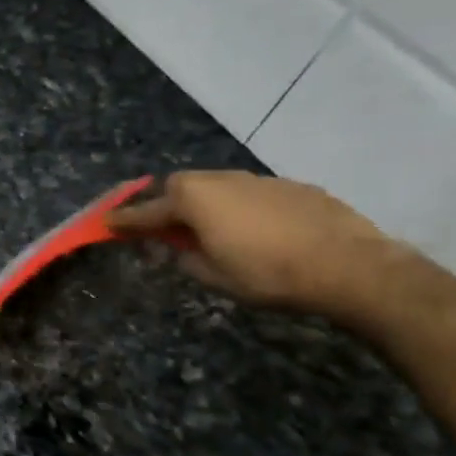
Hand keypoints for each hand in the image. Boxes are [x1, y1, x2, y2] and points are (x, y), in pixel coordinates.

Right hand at [108, 171, 402, 314]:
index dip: (124, 220)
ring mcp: (260, 180)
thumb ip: (185, 257)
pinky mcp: (293, 186)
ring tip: (214, 234)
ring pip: (218, 188)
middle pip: (181, 188)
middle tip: (165, 231)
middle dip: (168, 206)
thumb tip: (177, 248)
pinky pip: (251, 194)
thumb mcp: (213, 275)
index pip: (146, 211)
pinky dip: (241, 209)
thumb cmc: (268, 274)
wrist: (351, 267)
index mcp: (194, 199)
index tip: (104, 223)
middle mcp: (222, 179)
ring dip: (207, 206)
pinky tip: (257, 233)